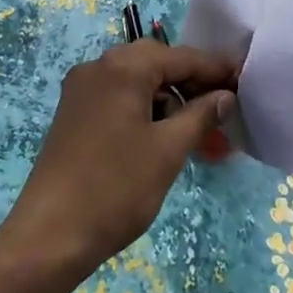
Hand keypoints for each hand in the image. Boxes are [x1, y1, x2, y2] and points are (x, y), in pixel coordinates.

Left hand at [1, 41, 235, 283]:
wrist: (49, 236)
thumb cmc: (116, 188)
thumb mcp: (168, 151)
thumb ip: (200, 115)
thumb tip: (225, 96)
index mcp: (123, 67)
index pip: (181, 57)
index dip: (215, 69)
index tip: (244, 79)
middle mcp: (99, 67)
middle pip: (156, 63)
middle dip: (191, 84)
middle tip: (222, 109)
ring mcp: (81, 89)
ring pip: (137, 82)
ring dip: (169, 101)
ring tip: (197, 134)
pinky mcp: (73, 113)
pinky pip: (118, 98)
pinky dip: (145, 111)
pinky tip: (163, 137)